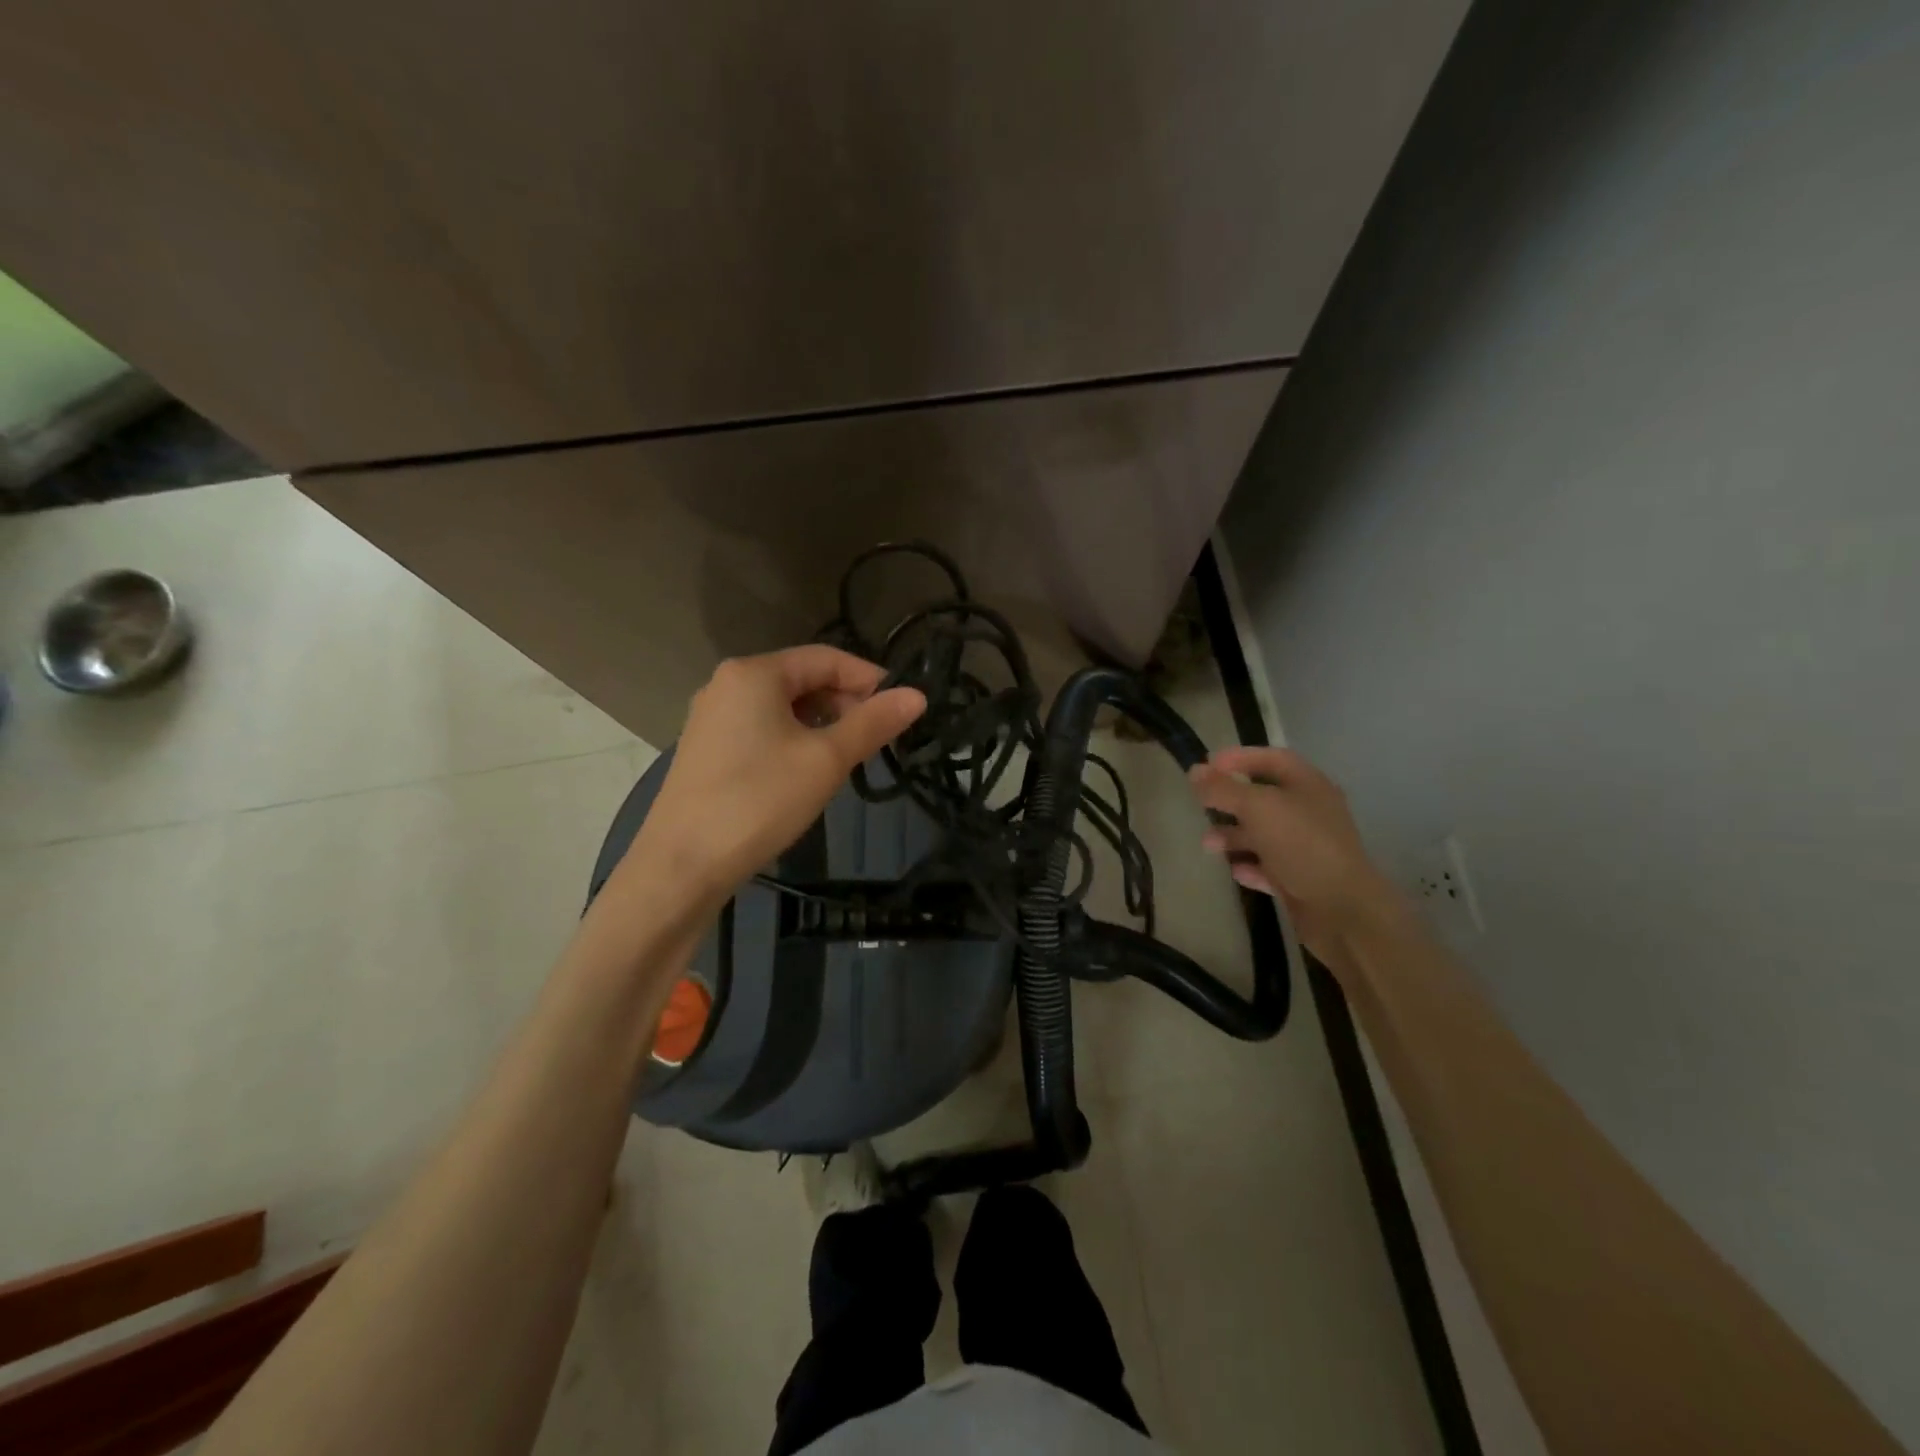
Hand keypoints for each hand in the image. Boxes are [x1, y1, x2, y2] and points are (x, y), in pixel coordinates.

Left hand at [624, 646, 926, 903]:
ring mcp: (711, 718)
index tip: (901, 707)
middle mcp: (727, 684)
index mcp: (754, 673)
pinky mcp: (706, 750)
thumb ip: (873, 723)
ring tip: (847, 757)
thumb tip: (917, 696)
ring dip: (821, 724)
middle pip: (801, 679)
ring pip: (781, 708)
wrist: (683, 865)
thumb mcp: (826, 759)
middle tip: (876, 738)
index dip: (868, 678)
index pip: (826, 658)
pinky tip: (807, 771)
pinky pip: (761, 729)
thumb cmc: (760, 800)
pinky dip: (793, 739)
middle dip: (844, 703)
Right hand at [1188, 746, 1402, 961]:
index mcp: (1308, 786)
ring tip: (1208, 844)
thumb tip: (1195, 771)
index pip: (1272, 758)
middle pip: (1264, 797)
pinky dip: (1250, 865)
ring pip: (1263, 834)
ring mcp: (1306, 847)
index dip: (1239, 757)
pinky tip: (1235, 870)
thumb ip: (1223, 789)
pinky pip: (1269, 866)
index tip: (1207, 765)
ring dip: (1234, 836)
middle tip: (1201, 805)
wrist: (1342, 910)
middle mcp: (1310, 812)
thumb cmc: (1301, 845)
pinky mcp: (1301, 879)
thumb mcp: (1257, 808)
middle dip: (1230, 801)